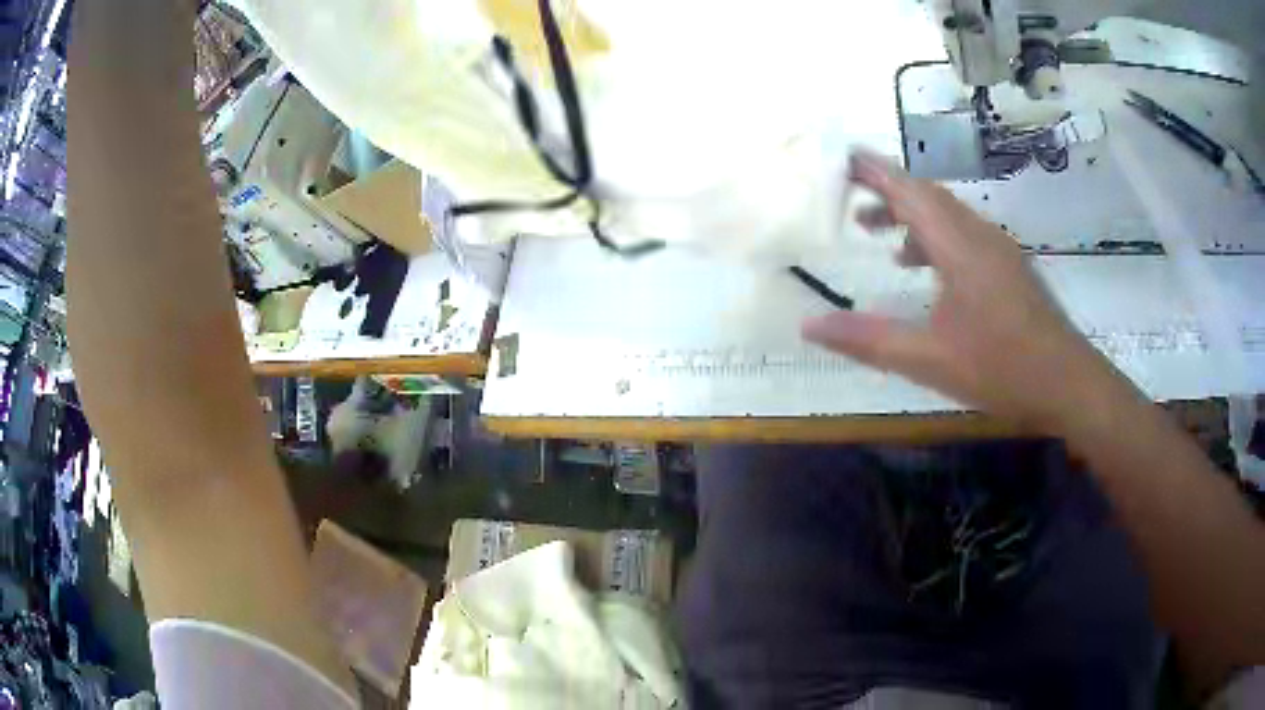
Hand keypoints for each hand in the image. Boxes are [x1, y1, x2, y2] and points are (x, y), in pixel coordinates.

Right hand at [802, 150, 1132, 432]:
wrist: (1069, 383)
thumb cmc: (1002, 369)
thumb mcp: (929, 360)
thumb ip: (868, 340)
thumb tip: (809, 325)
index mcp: (959, 246)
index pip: (909, 191)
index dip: (874, 171)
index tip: (840, 157)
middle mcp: (980, 235)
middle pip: (929, 196)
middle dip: (888, 190)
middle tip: (850, 197)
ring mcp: (999, 250)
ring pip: (949, 215)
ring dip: (912, 216)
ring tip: (879, 236)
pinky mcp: (1010, 268)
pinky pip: (965, 235)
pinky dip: (937, 239)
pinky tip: (927, 271)